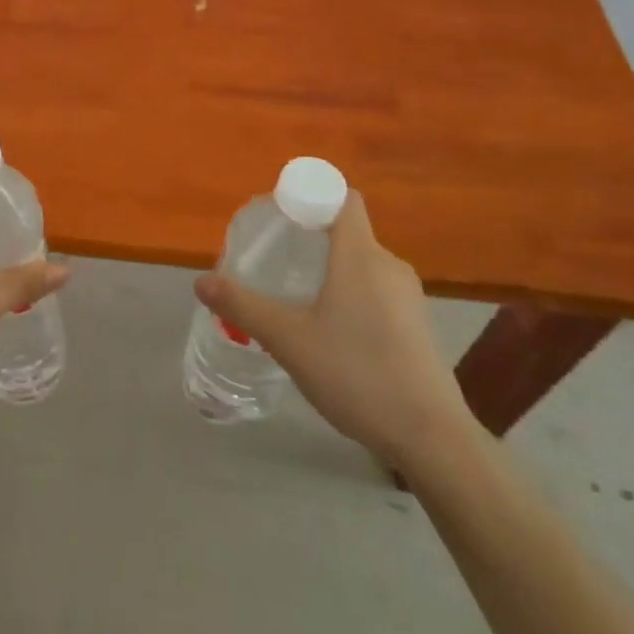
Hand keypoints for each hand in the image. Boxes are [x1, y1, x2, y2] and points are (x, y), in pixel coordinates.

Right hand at [193, 190, 474, 468]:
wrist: (432, 438)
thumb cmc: (356, 373)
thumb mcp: (288, 339)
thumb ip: (243, 306)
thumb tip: (200, 281)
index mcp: (360, 255)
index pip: (341, 198)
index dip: (311, 194)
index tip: (280, 213)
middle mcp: (388, 266)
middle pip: (347, 232)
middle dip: (310, 237)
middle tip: (274, 257)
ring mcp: (408, 298)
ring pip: (360, 265)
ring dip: (329, 270)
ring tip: (295, 295)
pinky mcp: (416, 327)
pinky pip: (375, 292)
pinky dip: (348, 295)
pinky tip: (328, 331)